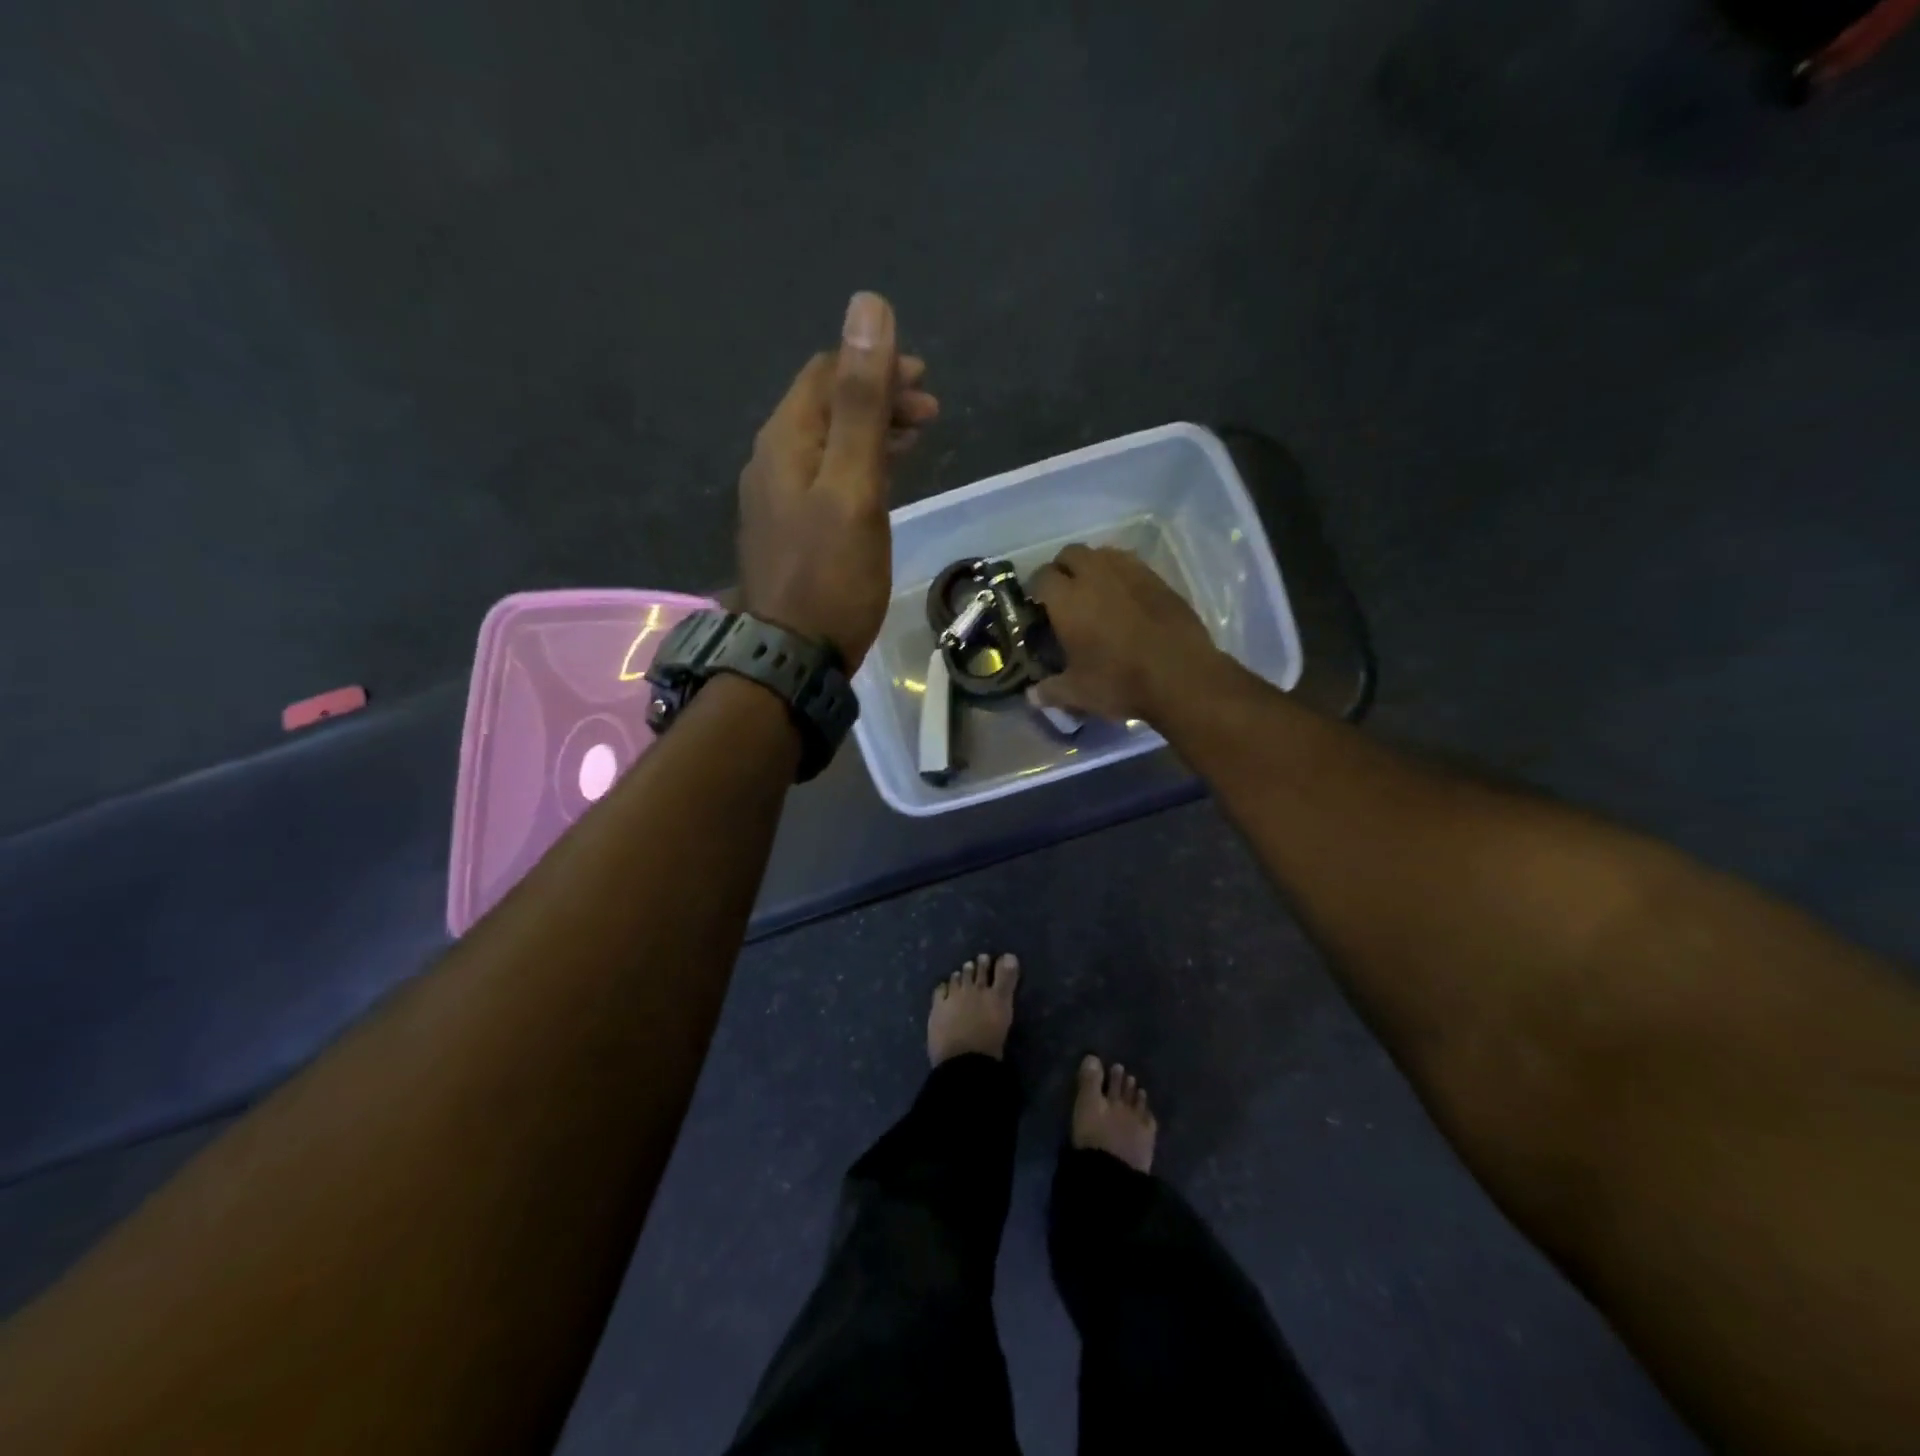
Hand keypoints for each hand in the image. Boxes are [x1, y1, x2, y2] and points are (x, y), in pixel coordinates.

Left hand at [738, 292, 938, 667]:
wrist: (792, 656)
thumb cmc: (831, 575)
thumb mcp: (854, 486)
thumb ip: (862, 402)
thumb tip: (868, 307)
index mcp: (785, 440)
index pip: (826, 374)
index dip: (875, 365)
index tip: (924, 383)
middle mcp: (772, 460)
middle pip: (826, 407)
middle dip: (878, 397)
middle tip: (930, 413)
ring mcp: (777, 499)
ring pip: (827, 444)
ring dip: (871, 432)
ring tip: (916, 439)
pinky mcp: (789, 531)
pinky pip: (824, 479)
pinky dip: (857, 467)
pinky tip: (880, 483)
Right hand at [1029, 545, 1218, 721]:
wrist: (1181, 675)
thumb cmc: (1120, 682)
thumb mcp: (1078, 693)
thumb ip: (1050, 690)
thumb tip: (1031, 695)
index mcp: (1067, 599)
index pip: (1041, 577)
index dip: (1035, 589)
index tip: (1037, 605)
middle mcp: (1095, 574)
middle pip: (1070, 553)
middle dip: (1062, 569)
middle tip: (1063, 595)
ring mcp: (1130, 572)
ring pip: (1102, 553)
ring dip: (1092, 566)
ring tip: (1094, 592)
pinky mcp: (1157, 578)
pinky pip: (1130, 564)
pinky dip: (1120, 574)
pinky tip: (1125, 598)